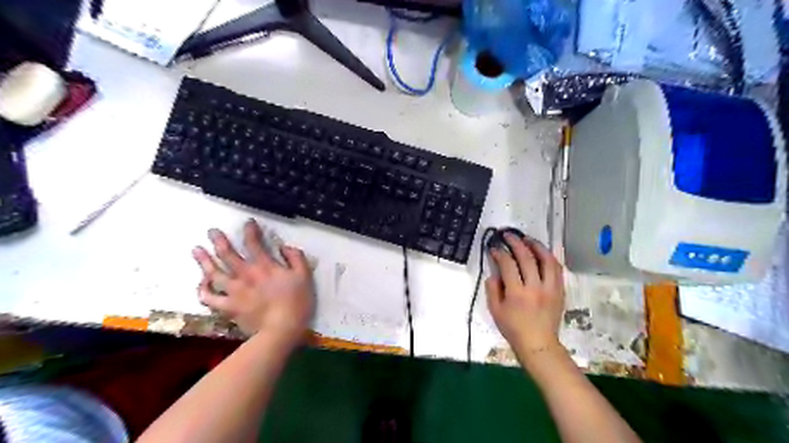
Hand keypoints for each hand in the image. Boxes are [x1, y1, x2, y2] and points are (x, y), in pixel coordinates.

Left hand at [190, 219, 313, 343]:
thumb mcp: (304, 276)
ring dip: (204, 260)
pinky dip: (203, 289)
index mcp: (264, 266)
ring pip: (213, 272)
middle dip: (218, 240)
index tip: (248, 223)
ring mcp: (233, 291)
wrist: (281, 330)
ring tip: (196, 250)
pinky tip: (202, 283)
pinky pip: (209, 297)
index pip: (253, 243)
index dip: (250, 230)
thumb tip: (284, 247)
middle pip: (227, 254)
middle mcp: (245, 274)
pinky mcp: (227, 307)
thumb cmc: (296, 302)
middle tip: (212, 231)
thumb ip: (295, 257)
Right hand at [485, 233, 562, 361]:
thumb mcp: (495, 311)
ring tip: (528, 239)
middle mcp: (535, 287)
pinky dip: (549, 258)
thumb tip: (494, 272)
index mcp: (517, 293)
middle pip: (527, 258)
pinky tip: (542, 253)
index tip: (494, 248)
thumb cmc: (513, 328)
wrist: (538, 344)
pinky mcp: (559, 291)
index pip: (508, 265)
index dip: (500, 253)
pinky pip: (557, 269)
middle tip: (508, 235)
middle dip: (516, 243)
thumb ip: (492, 289)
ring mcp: (550, 288)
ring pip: (546, 260)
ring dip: (536, 246)